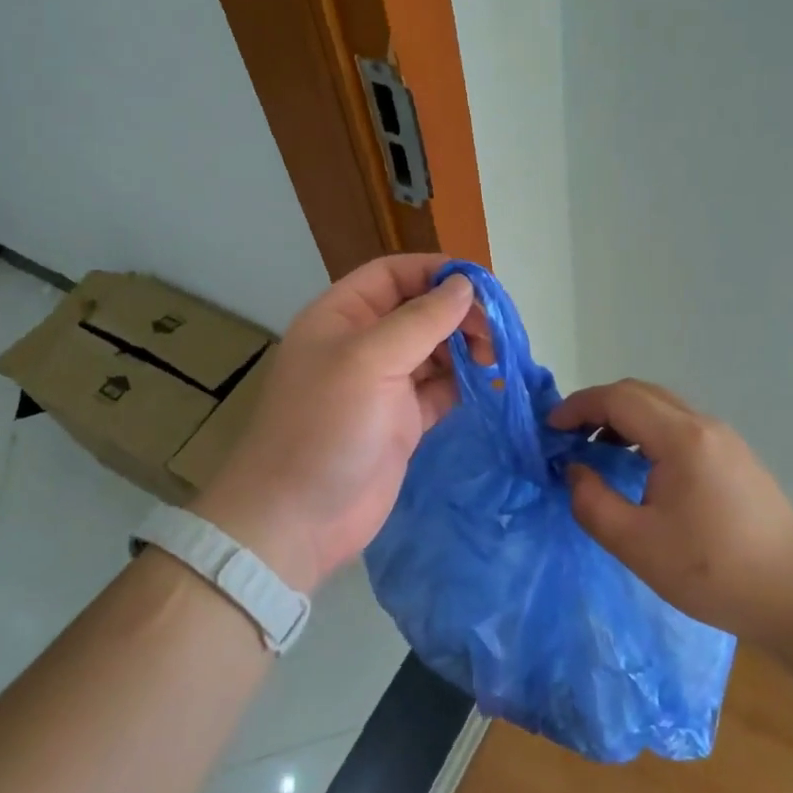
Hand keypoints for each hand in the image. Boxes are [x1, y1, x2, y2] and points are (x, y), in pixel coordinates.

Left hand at [191, 253, 483, 592]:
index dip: (435, 272)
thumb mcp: (369, 360)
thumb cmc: (326, 427)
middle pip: (418, 310)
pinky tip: (488, 384)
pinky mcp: (401, 421)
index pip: (392, 274)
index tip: (481, 285)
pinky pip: (439, 389)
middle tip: (494, 333)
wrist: (298, 520)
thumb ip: (421, 320)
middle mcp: (362, 344)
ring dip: (465, 348)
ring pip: (433, 349)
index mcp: (341, 316)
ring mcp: (382, 385)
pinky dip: (463, 384)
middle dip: (457, 314)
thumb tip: (465, 286)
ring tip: (495, 359)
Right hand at [548, 379, 792, 643]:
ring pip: (662, 407)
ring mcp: (724, 439)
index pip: (618, 399)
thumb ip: (593, 503)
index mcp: (681, 438)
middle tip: (568, 436)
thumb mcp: (637, 544)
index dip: (578, 407)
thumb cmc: (712, 571)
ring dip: (623, 418)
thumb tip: (575, 471)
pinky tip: (638, 467)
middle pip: (640, 393)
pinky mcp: (734, 457)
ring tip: (597, 451)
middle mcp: (703, 425)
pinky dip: (647, 432)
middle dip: (598, 407)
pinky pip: (680, 426)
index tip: (549, 429)